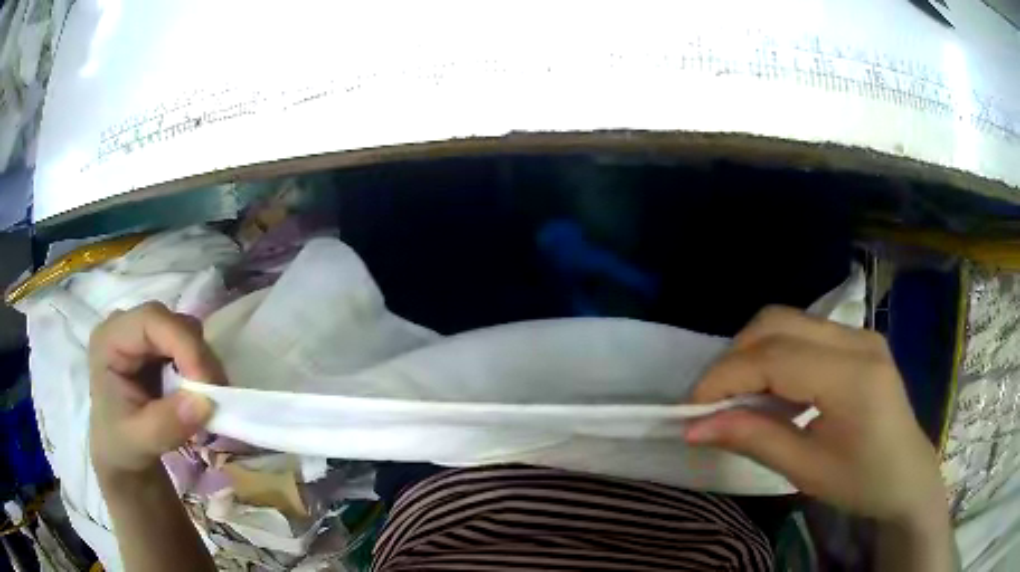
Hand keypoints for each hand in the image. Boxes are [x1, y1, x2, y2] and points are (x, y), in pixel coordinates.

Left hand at [89, 302, 225, 478]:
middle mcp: (126, 327)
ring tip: (207, 402)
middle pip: (172, 322)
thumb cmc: (121, 444)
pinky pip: (190, 347)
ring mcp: (145, 335)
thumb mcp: (139, 441)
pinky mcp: (160, 346)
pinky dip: (201, 372)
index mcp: (109, 340)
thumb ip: (166, 424)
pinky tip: (199, 397)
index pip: (151, 320)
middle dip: (198, 358)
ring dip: (203, 366)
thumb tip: (206, 403)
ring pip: (186, 332)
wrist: (121, 452)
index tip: (208, 386)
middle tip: (216, 398)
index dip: (183, 344)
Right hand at [686, 306, 946, 526]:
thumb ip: (754, 439)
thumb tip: (696, 428)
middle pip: (778, 322)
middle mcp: (858, 340)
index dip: (726, 377)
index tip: (691, 407)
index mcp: (854, 377)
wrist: (908, 476)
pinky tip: (773, 389)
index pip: (776, 357)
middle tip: (713, 401)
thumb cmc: (863, 483)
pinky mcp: (858, 339)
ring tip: (739, 397)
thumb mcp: (807, 471)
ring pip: (789, 320)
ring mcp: (860, 334)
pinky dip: (776, 354)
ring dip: (753, 353)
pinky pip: (804, 332)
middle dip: (735, 357)